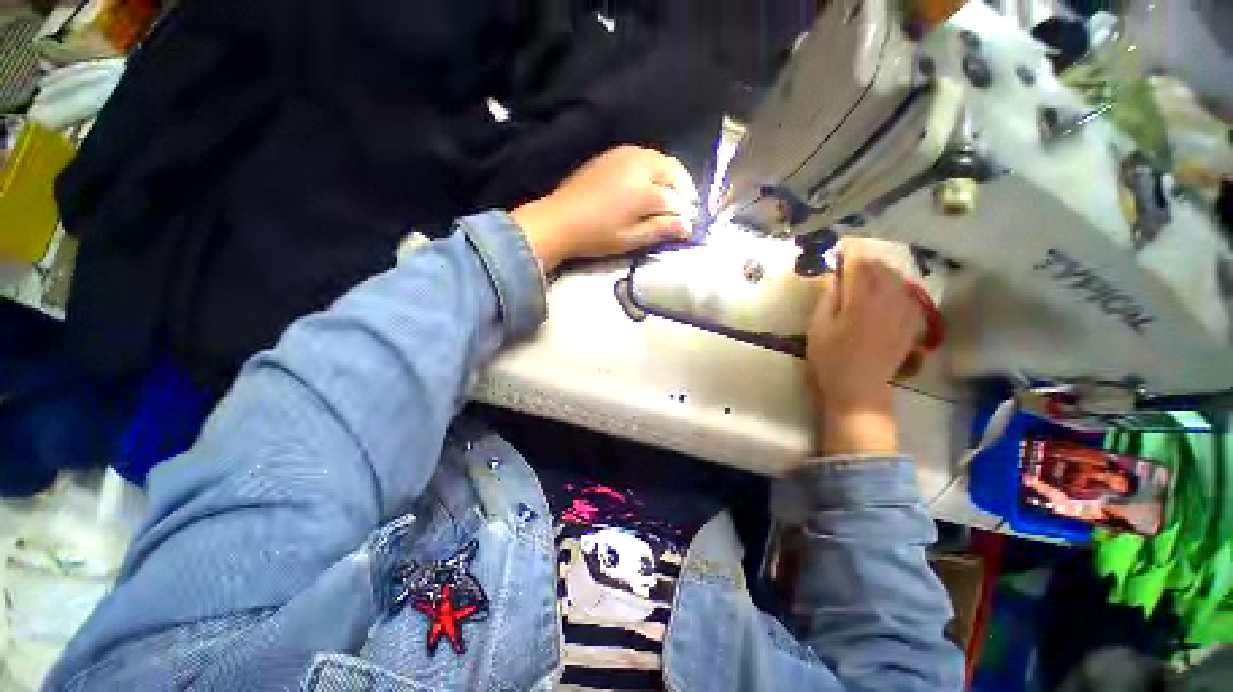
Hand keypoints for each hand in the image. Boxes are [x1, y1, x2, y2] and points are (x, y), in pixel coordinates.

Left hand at [510, 146, 697, 271]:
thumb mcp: (631, 239)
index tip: (689, 226)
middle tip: (686, 208)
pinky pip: (644, 155)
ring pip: (660, 160)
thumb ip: (661, 230)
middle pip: (673, 171)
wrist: (560, 220)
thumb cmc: (597, 235)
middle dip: (684, 189)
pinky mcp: (614, 154)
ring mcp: (625, 155)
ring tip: (671, 197)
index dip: (685, 214)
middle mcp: (640, 164)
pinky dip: (655, 168)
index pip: (676, 200)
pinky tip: (651, 184)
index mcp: (645, 189)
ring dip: (671, 176)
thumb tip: (688, 227)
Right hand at [805, 239, 926, 456]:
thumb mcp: (818, 326)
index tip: (838, 246)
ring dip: (880, 270)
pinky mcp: (913, 323)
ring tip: (865, 275)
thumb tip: (835, 274)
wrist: (860, 389)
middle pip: (881, 266)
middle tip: (847, 262)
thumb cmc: (830, 359)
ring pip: (897, 277)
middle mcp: (889, 299)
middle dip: (865, 258)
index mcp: (862, 299)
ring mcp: (905, 310)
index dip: (849, 250)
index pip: (860, 262)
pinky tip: (884, 293)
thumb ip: (829, 296)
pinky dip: (894, 286)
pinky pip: (907, 293)